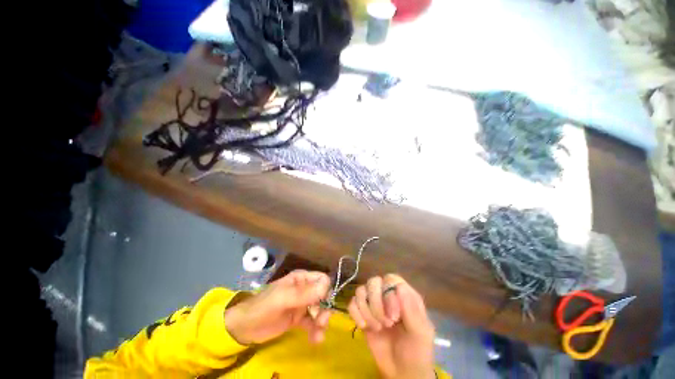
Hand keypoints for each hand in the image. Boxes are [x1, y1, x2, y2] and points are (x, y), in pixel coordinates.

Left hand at [224, 270, 331, 344]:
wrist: (245, 328)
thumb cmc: (263, 307)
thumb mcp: (283, 298)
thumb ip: (304, 293)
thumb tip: (326, 286)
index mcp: (301, 279)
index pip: (321, 279)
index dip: (326, 290)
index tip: (324, 304)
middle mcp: (304, 289)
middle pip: (323, 296)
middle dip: (325, 309)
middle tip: (321, 323)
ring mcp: (301, 304)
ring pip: (319, 310)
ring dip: (321, 322)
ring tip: (318, 335)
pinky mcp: (298, 318)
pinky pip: (312, 322)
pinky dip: (316, 330)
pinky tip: (315, 340)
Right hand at [348, 274, 435, 378]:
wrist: (402, 372)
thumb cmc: (416, 352)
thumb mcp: (420, 333)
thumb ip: (412, 310)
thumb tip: (400, 287)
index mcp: (404, 295)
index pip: (391, 280)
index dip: (389, 294)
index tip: (394, 318)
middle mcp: (387, 295)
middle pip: (374, 282)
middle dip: (376, 303)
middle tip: (386, 324)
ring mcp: (373, 303)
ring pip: (361, 290)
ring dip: (366, 310)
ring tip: (376, 328)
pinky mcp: (362, 314)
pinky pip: (352, 303)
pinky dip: (355, 313)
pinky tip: (363, 326)